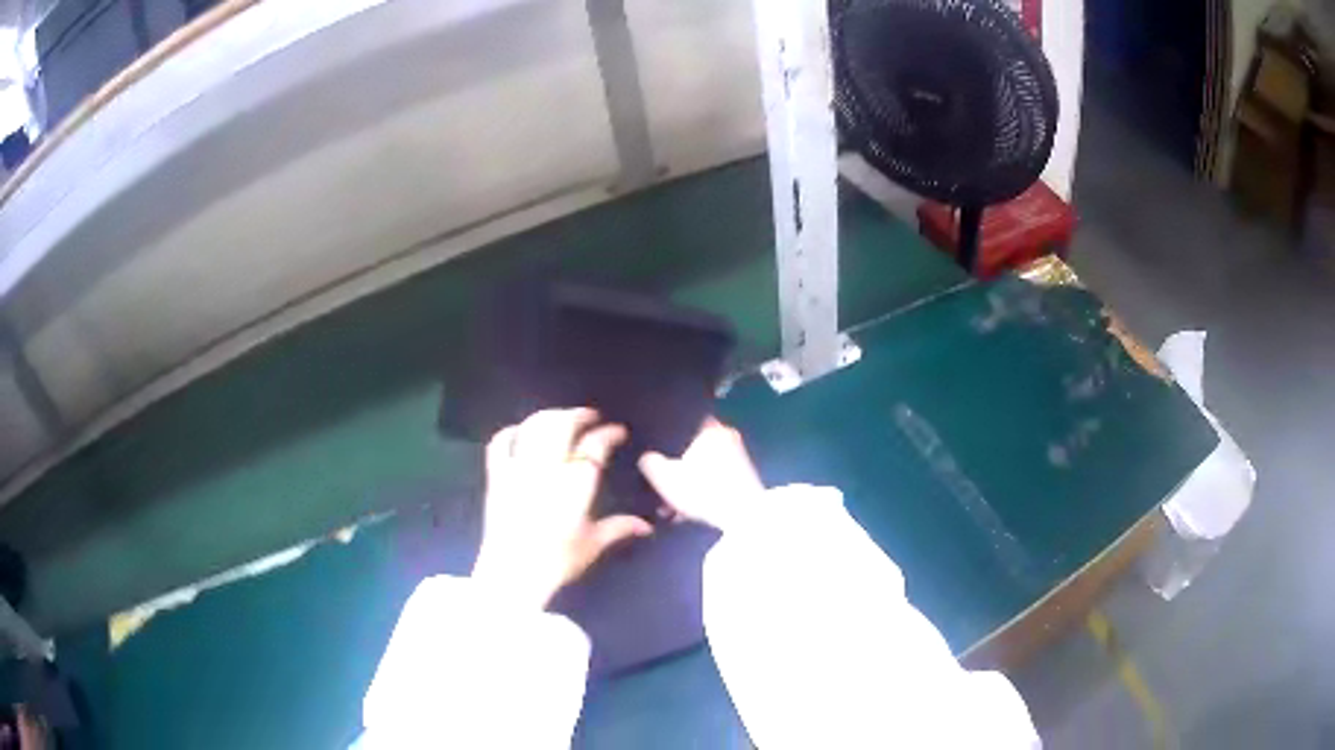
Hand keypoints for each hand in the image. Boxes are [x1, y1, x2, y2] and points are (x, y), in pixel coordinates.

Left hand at [472, 408, 652, 608]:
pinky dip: (509, 432)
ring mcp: (518, 469)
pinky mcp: (496, 478)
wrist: (513, 574)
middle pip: (561, 425)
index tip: (617, 431)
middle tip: (590, 417)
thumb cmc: (558, 561)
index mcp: (575, 484)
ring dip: (548, 417)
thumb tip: (646, 526)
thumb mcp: (592, 545)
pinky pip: (499, 444)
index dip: (608, 434)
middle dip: (578, 415)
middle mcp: (547, 468)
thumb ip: (619, 528)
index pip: (594, 446)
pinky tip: (519, 431)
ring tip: (560, 419)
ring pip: (533, 428)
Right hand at [638, 417, 764, 531]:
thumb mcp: (664, 476)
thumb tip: (646, 457)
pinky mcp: (743, 479)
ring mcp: (738, 458)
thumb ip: (649, 462)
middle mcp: (726, 436)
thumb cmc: (702, 489)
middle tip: (659, 484)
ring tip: (669, 507)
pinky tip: (685, 513)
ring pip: (701, 467)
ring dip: (685, 485)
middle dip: (674, 468)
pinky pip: (713, 480)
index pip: (682, 422)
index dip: (665, 436)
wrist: (743, 517)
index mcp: (710, 427)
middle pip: (690, 449)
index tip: (653, 450)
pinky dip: (699, 492)